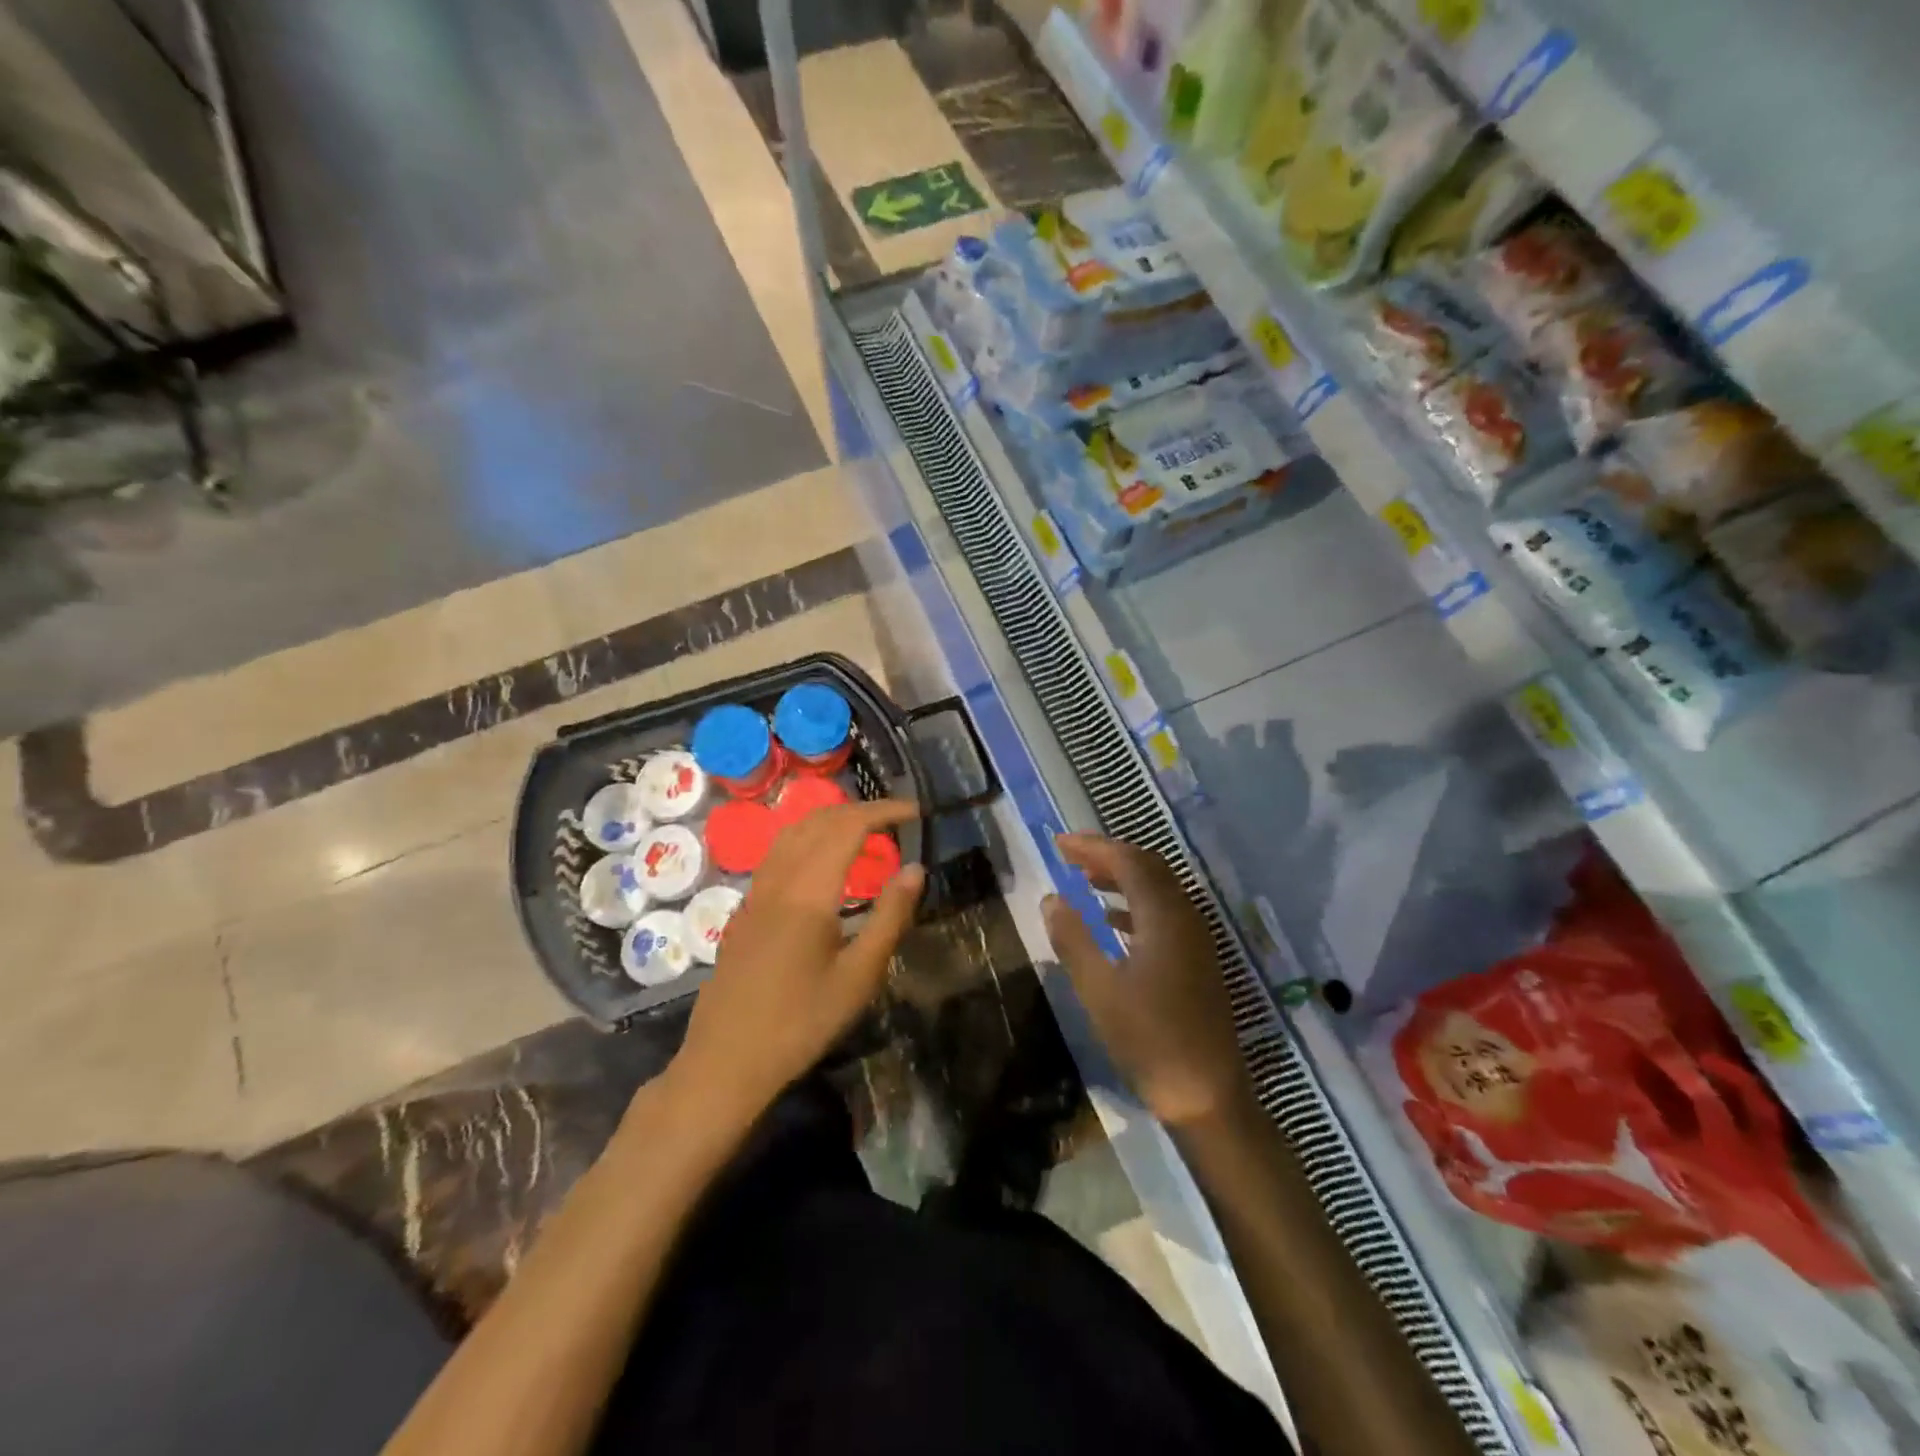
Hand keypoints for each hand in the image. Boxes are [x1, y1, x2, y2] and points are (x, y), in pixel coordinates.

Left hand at [668, 799, 922, 1129]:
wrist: (725, 1062)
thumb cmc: (800, 1023)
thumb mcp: (858, 977)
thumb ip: (889, 918)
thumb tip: (915, 869)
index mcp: (808, 892)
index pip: (848, 827)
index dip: (883, 811)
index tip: (915, 813)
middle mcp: (778, 881)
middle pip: (818, 821)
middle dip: (859, 810)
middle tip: (896, 821)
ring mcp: (755, 894)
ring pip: (792, 834)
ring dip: (830, 821)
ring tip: (864, 835)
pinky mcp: (744, 911)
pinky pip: (778, 855)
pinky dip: (808, 841)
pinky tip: (823, 867)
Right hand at [1043, 834, 1251, 1128]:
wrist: (1206, 1093)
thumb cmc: (1148, 1039)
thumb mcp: (1099, 989)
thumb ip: (1073, 939)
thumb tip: (1051, 898)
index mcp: (1164, 917)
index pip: (1128, 860)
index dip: (1093, 846)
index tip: (1058, 843)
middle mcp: (1186, 917)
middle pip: (1148, 867)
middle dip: (1109, 855)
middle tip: (1070, 855)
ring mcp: (1196, 939)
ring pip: (1159, 889)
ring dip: (1123, 878)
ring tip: (1085, 879)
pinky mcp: (1198, 959)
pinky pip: (1165, 913)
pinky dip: (1136, 904)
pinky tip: (1112, 920)